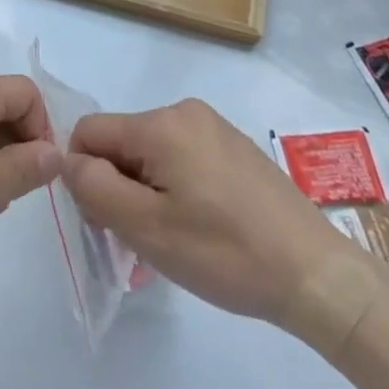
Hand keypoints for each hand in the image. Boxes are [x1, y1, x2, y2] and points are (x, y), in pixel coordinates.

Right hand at [63, 100, 359, 333]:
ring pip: (151, 153)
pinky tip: (202, 227)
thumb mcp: (145, 227)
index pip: (89, 132)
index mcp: (160, 123)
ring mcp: (214, 127)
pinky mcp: (235, 147)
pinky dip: (176, 188)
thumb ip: (94, 187)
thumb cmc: (225, 252)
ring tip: (175, 237)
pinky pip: (182, 158)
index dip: (85, 176)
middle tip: (142, 237)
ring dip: (147, 191)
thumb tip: (70, 161)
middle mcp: (185, 112)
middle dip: (118, 185)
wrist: (317, 276)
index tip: (108, 221)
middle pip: (122, 142)